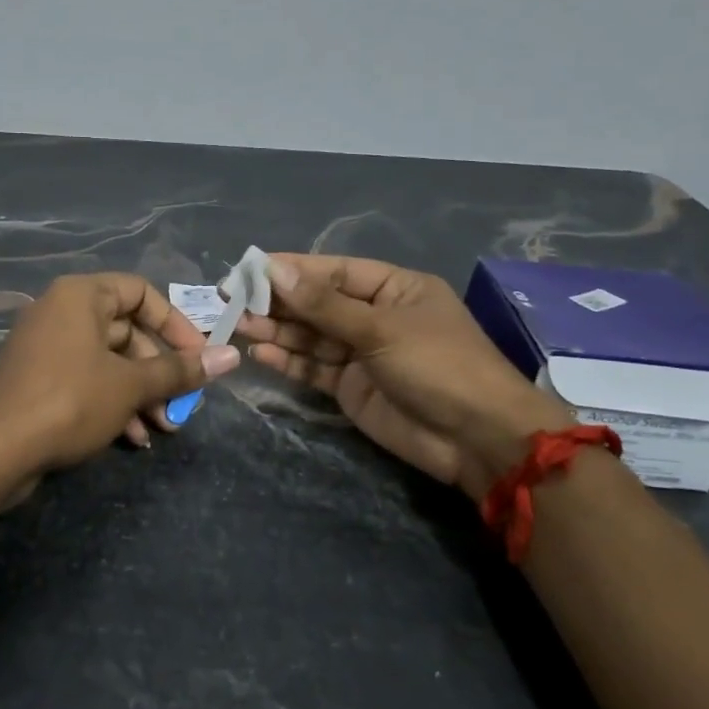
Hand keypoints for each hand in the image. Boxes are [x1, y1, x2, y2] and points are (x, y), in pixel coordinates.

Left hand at [0, 273, 240, 476]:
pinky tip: (131, 438)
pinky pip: (85, 380)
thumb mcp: (131, 385)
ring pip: (107, 361)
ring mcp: (46, 347)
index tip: (198, 357)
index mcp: (81, 296)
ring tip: (161, 429)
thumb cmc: (69, 400)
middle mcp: (61, 312)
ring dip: (139, 394)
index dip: (175, 324)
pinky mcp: (37, 380)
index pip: (141, 292)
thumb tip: (232, 356)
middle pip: (126, 332)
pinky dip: (111, 403)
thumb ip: (180, 370)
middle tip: (180, 405)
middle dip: (158, 372)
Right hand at [237, 254, 569, 499]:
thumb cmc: (438, 366)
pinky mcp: (352, 388)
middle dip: (279, 302)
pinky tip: (261, 354)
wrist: (477, 439)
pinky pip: (314, 368)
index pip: (334, 271)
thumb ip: (324, 305)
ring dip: (278, 331)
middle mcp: (376, 316)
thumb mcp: (381, 329)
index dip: (292, 269)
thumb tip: (274, 270)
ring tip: (239, 325)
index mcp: (394, 289)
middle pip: (318, 303)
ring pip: (312, 336)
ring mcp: (363, 354)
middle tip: (231, 299)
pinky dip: (290, 361)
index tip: (249, 269)